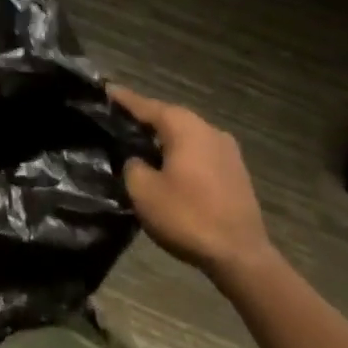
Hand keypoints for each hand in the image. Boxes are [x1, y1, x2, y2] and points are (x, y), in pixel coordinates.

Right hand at [109, 85, 275, 283]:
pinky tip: (170, 168)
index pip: (145, 105)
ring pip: (186, 135)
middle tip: (120, 122)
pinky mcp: (236, 171)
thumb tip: (138, 161)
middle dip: (145, 120)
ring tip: (143, 146)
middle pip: (168, 117)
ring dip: (165, 139)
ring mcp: (227, 150)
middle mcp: (207, 128)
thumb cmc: (188, 217)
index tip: (105, 89)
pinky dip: (182, 155)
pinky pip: (200, 153)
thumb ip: (132, 165)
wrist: (242, 258)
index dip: (122, 99)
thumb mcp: (143, 191)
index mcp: (183, 125)